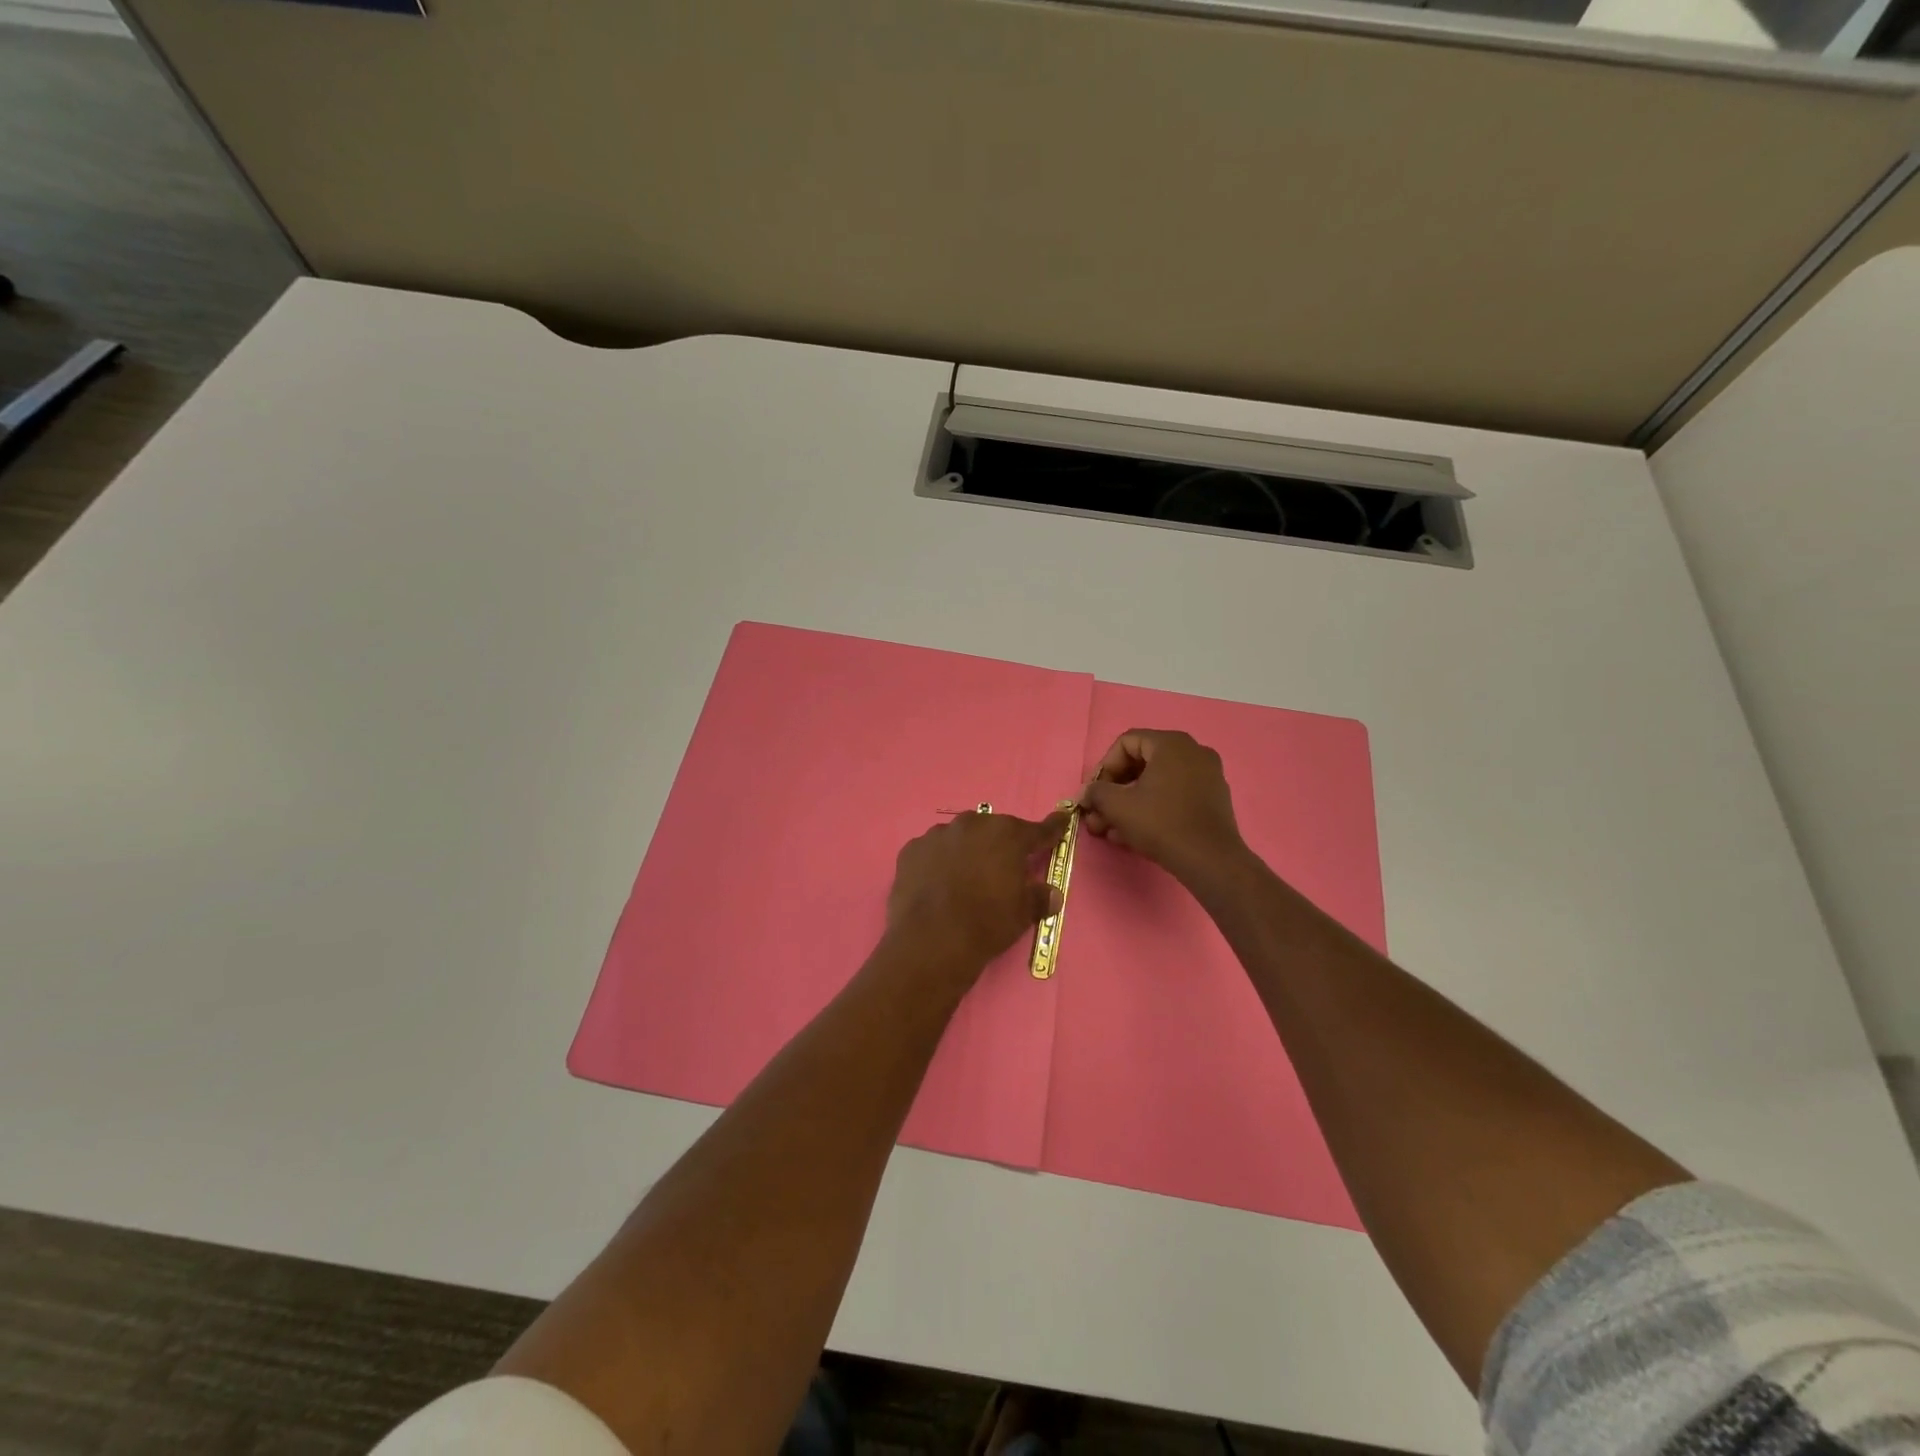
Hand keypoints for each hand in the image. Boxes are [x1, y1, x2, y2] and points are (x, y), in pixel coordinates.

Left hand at [885, 810, 1069, 978]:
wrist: (931, 940)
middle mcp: (972, 825)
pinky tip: (938, 883)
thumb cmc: (987, 923)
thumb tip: (1052, 894)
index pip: (1038, 830)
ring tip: (965, 879)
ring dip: (967, 851)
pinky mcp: (911, 850)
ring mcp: (938, 835)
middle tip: (1002, 869)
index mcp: (1007, 835)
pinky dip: (938, 862)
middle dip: (1000, 845)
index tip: (1062, 819)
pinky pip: (932, 851)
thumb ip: (1039, 898)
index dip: (1052, 828)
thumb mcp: (1023, 914)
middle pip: (994, 830)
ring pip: (960, 837)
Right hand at [1080, 729, 1244, 881]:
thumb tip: (1087, 793)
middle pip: (1141, 763)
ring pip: (1157, 782)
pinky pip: (1175, 795)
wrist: (1210, 860)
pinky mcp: (1213, 799)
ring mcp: (1207, 775)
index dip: (1104, 767)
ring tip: (1112, 830)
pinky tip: (1135, 834)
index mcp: (1171, 744)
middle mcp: (1193, 751)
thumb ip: (1096, 792)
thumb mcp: (1118, 806)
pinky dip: (1153, 808)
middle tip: (1099, 814)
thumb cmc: (1161, 823)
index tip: (1095, 794)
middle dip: (1115, 790)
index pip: (1126, 743)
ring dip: (1130, 803)